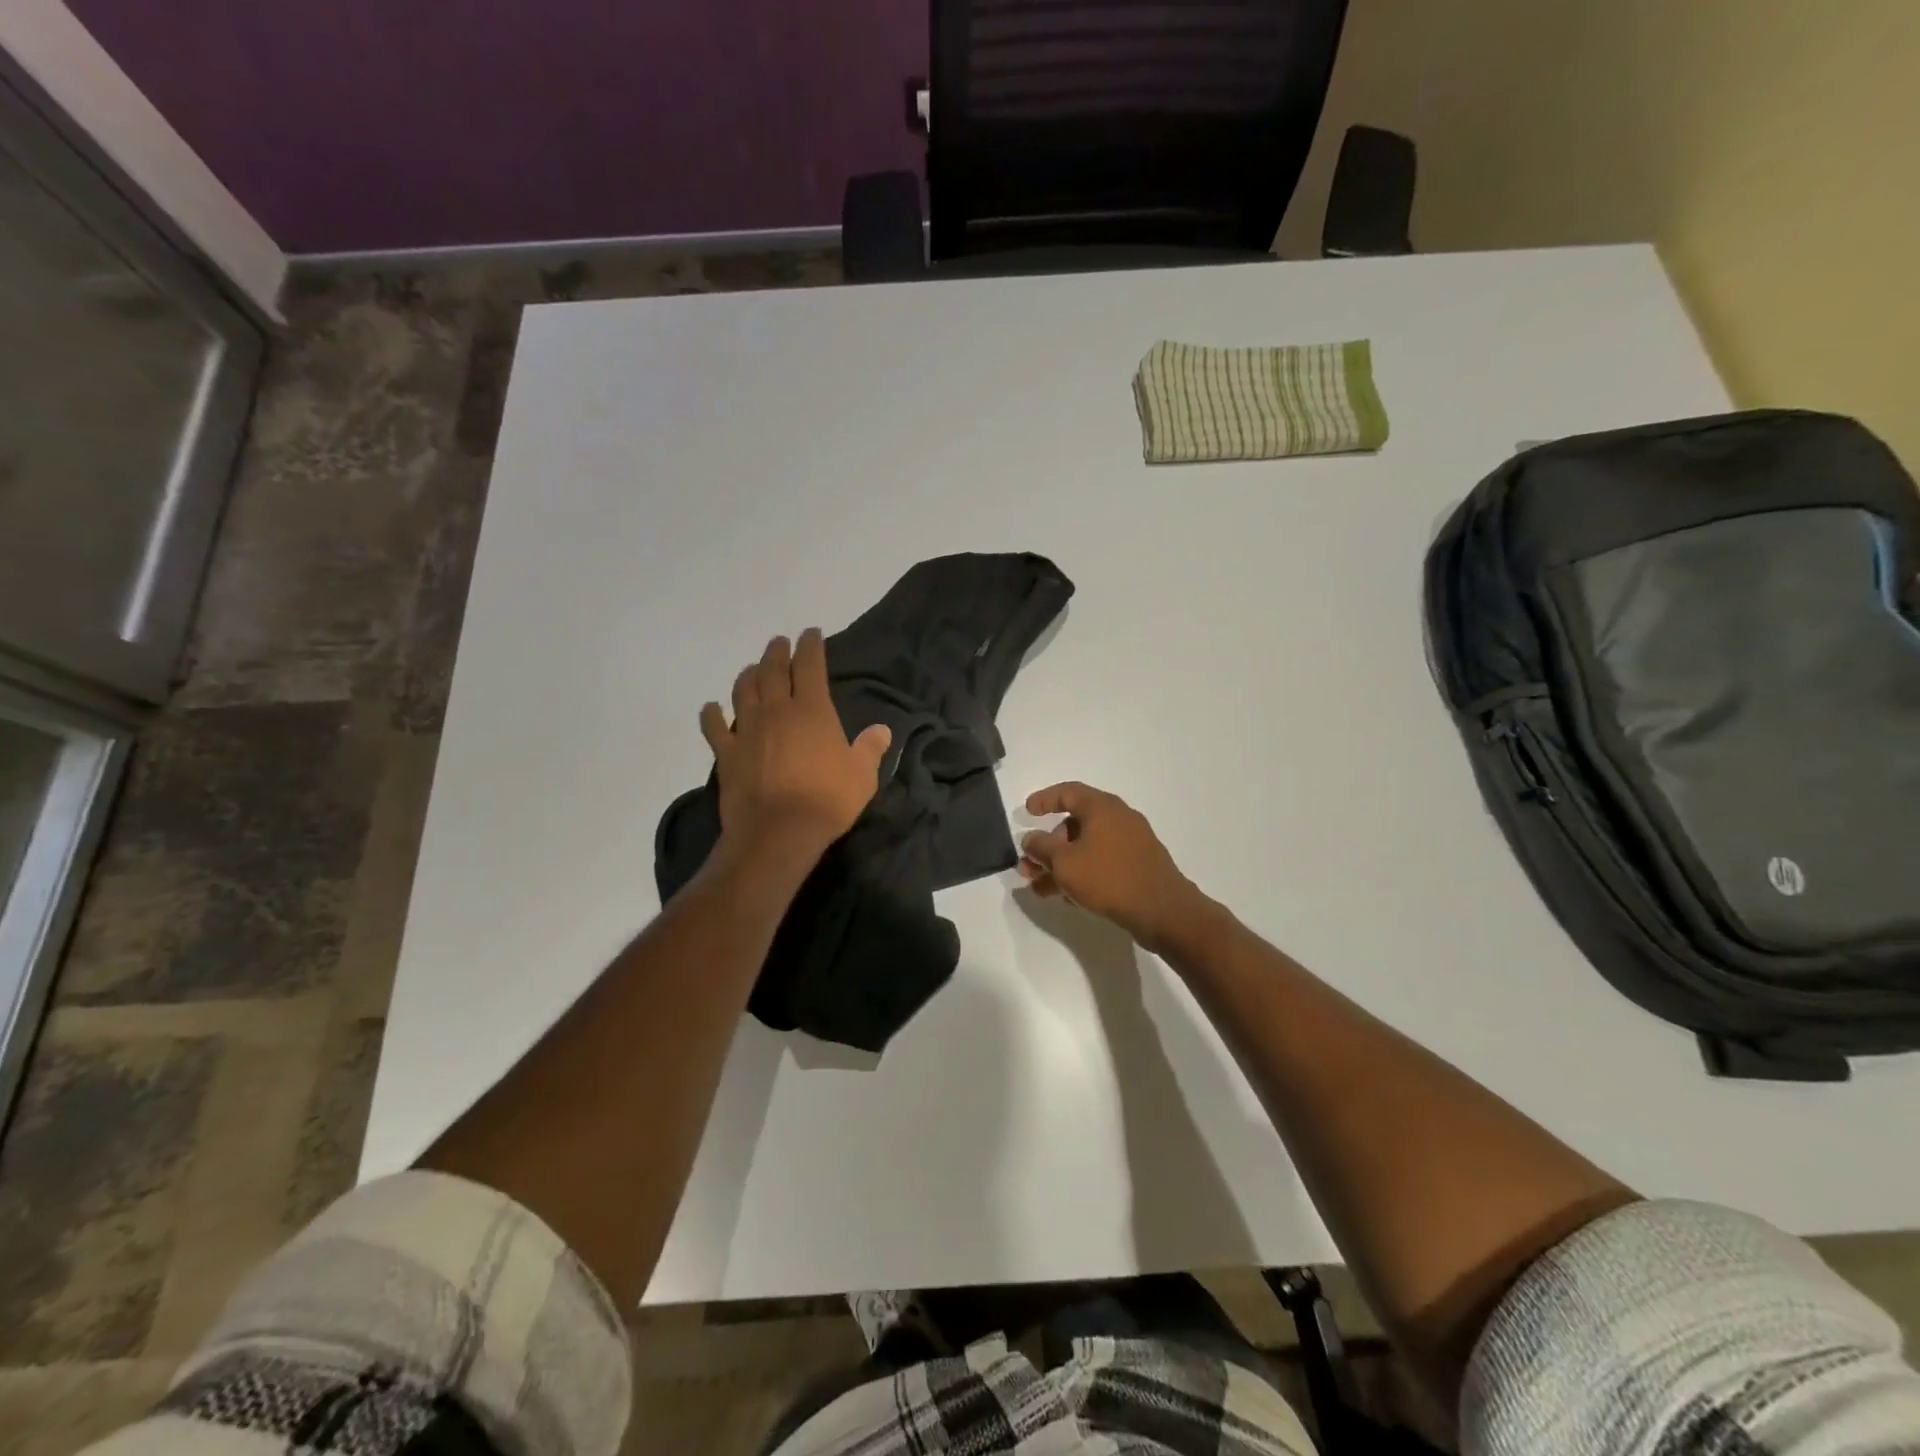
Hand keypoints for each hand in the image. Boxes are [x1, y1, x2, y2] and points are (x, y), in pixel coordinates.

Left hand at [700, 629, 890, 861]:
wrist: (777, 831)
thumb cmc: (827, 800)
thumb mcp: (862, 776)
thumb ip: (870, 748)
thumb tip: (882, 730)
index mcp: (812, 710)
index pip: (810, 666)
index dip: (810, 646)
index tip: (811, 633)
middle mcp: (776, 710)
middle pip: (772, 670)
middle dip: (777, 652)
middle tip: (779, 642)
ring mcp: (746, 730)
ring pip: (743, 690)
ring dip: (748, 674)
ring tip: (752, 668)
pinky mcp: (726, 753)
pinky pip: (714, 726)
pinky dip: (711, 714)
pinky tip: (711, 707)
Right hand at [1018, 782, 1214, 951]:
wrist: (1163, 911)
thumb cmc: (1109, 878)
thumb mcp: (1064, 863)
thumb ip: (1041, 847)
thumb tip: (1030, 839)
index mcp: (1102, 808)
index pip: (1068, 792)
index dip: (1044, 800)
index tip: (1026, 813)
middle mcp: (1119, 818)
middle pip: (1075, 824)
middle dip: (1048, 846)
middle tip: (1029, 867)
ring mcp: (1131, 843)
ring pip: (1087, 848)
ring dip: (1061, 865)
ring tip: (1040, 889)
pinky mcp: (1138, 866)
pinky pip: (1102, 863)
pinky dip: (1082, 873)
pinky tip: (1067, 897)